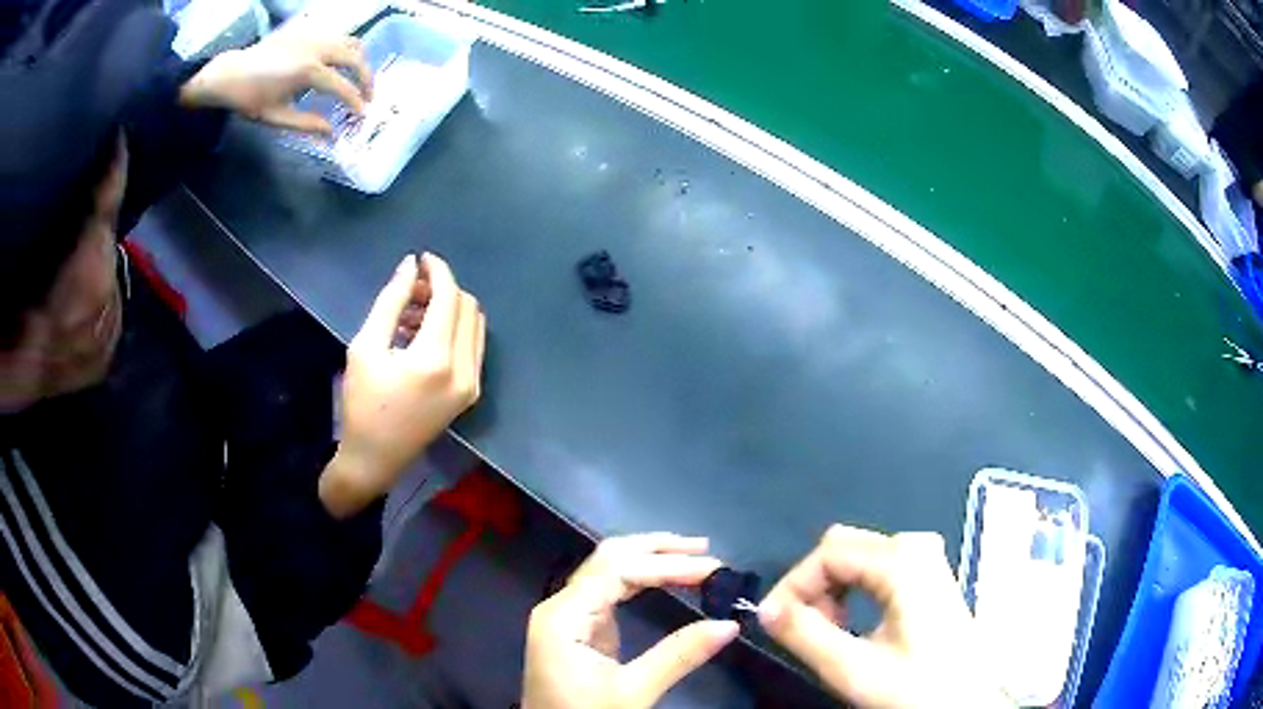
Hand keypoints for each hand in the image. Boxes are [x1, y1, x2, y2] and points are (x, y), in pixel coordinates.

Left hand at [179, 33, 372, 134]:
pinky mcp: (307, 34)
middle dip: (366, 78)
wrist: (230, 73)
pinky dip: (346, 50)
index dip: (355, 102)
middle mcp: (316, 49)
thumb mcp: (276, 117)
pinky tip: (340, 65)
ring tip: (358, 78)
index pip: (342, 87)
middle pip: (355, 58)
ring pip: (349, 42)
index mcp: (308, 71)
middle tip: (367, 96)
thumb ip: (306, 124)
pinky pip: (337, 38)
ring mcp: (313, 37)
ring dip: (359, 61)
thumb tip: (331, 133)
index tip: (362, 115)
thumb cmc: (250, 99)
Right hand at [320, 253, 485, 517]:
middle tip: (410, 291)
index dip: (438, 271)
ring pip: (474, 325)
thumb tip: (411, 265)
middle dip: (442, 290)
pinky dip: (453, 330)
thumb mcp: (366, 346)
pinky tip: (422, 334)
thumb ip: (391, 301)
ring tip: (411, 314)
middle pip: (467, 307)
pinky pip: (472, 347)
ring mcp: (472, 385)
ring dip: (449, 309)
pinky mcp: (471, 394)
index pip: (450, 297)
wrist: (374, 459)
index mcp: (436, 359)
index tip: (422, 259)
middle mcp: (464, 371)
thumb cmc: (362, 403)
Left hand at [523, 534, 739, 708]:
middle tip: (705, 549)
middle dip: (657, 548)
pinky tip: (666, 578)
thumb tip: (731, 624)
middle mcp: (560, 605)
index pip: (619, 571)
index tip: (713, 567)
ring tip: (693, 556)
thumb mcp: (634, 692)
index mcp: (563, 616)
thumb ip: (680, 655)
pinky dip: (640, 579)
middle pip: (608, 558)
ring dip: (649, 558)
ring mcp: (566, 615)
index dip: (667, 564)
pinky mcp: (576, 628)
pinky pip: (608, 590)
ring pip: (607, 569)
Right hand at [759, 525, 1011, 708]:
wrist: (968, 703)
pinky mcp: (930, 577)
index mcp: (903, 561)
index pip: (828, 552)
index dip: (794, 585)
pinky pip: (878, 570)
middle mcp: (917, 547)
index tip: (773, 623)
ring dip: (833, 592)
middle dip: (814, 588)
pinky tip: (856, 626)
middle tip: (807, 633)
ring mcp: (927, 560)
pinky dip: (855, 593)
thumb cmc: (916, 687)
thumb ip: (805, 636)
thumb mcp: (854, 669)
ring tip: (831, 635)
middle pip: (843, 548)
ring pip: (859, 559)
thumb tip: (765, 610)